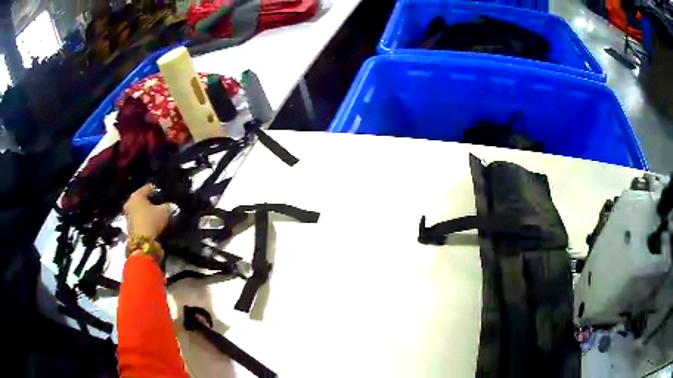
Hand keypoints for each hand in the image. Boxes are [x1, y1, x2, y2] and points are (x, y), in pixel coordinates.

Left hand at [123, 184, 170, 239]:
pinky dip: (143, 220)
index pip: (147, 188)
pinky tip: (150, 222)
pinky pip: (138, 220)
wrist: (141, 243)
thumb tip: (170, 206)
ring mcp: (128, 215)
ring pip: (138, 210)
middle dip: (148, 201)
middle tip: (156, 203)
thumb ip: (168, 206)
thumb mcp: (164, 212)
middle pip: (141, 199)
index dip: (154, 189)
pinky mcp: (129, 227)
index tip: (159, 190)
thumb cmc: (151, 221)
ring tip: (154, 214)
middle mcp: (130, 203)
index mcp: (137, 195)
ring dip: (145, 212)